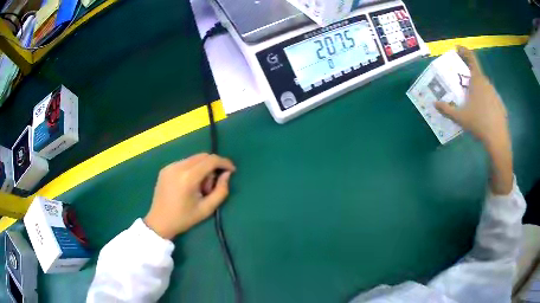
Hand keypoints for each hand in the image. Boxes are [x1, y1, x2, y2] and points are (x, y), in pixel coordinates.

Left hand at [144, 153, 235, 239]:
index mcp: (188, 177)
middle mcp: (178, 167)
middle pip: (203, 156)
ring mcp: (170, 166)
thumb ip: (221, 190)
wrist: (159, 222)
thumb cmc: (184, 218)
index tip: (232, 170)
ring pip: (194, 159)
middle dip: (213, 166)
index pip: (211, 160)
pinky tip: (189, 185)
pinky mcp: (165, 168)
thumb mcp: (207, 209)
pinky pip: (185, 162)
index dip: (224, 162)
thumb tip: (227, 174)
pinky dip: (193, 169)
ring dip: (203, 168)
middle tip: (212, 185)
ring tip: (200, 187)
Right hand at [435, 46, 509, 149]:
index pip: (471, 57)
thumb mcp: (460, 117)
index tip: (457, 48)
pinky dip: (485, 99)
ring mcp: (494, 93)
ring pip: (484, 85)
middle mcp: (487, 83)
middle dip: (468, 75)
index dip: (464, 50)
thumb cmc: (478, 123)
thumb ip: (447, 109)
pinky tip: (482, 112)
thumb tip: (434, 104)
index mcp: (477, 80)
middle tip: (461, 83)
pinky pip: (490, 96)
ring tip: (472, 101)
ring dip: (477, 88)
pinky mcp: (499, 104)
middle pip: (476, 73)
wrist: (498, 139)